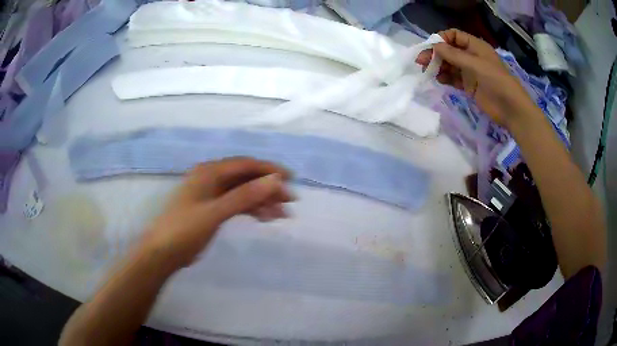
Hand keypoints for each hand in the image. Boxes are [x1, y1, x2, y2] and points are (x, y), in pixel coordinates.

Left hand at [138, 157, 293, 268]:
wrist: (163, 252)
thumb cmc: (185, 229)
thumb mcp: (215, 212)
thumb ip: (245, 196)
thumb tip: (275, 180)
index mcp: (210, 172)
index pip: (245, 164)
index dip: (269, 169)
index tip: (291, 179)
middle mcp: (211, 178)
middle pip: (246, 178)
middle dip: (269, 188)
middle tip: (290, 201)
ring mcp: (212, 194)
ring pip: (243, 192)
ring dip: (262, 201)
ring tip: (282, 215)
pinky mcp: (212, 209)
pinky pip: (236, 204)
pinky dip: (251, 210)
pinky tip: (265, 218)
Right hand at [417, 29, 536, 128]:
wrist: (510, 109)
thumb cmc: (496, 81)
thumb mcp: (475, 64)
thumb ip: (454, 55)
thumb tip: (434, 46)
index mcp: (475, 46)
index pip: (454, 36)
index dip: (441, 39)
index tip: (430, 48)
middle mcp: (471, 56)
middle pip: (449, 50)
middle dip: (435, 54)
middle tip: (421, 62)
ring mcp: (470, 71)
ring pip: (449, 64)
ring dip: (438, 66)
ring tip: (429, 72)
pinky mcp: (468, 86)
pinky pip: (453, 78)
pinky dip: (445, 78)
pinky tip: (439, 80)